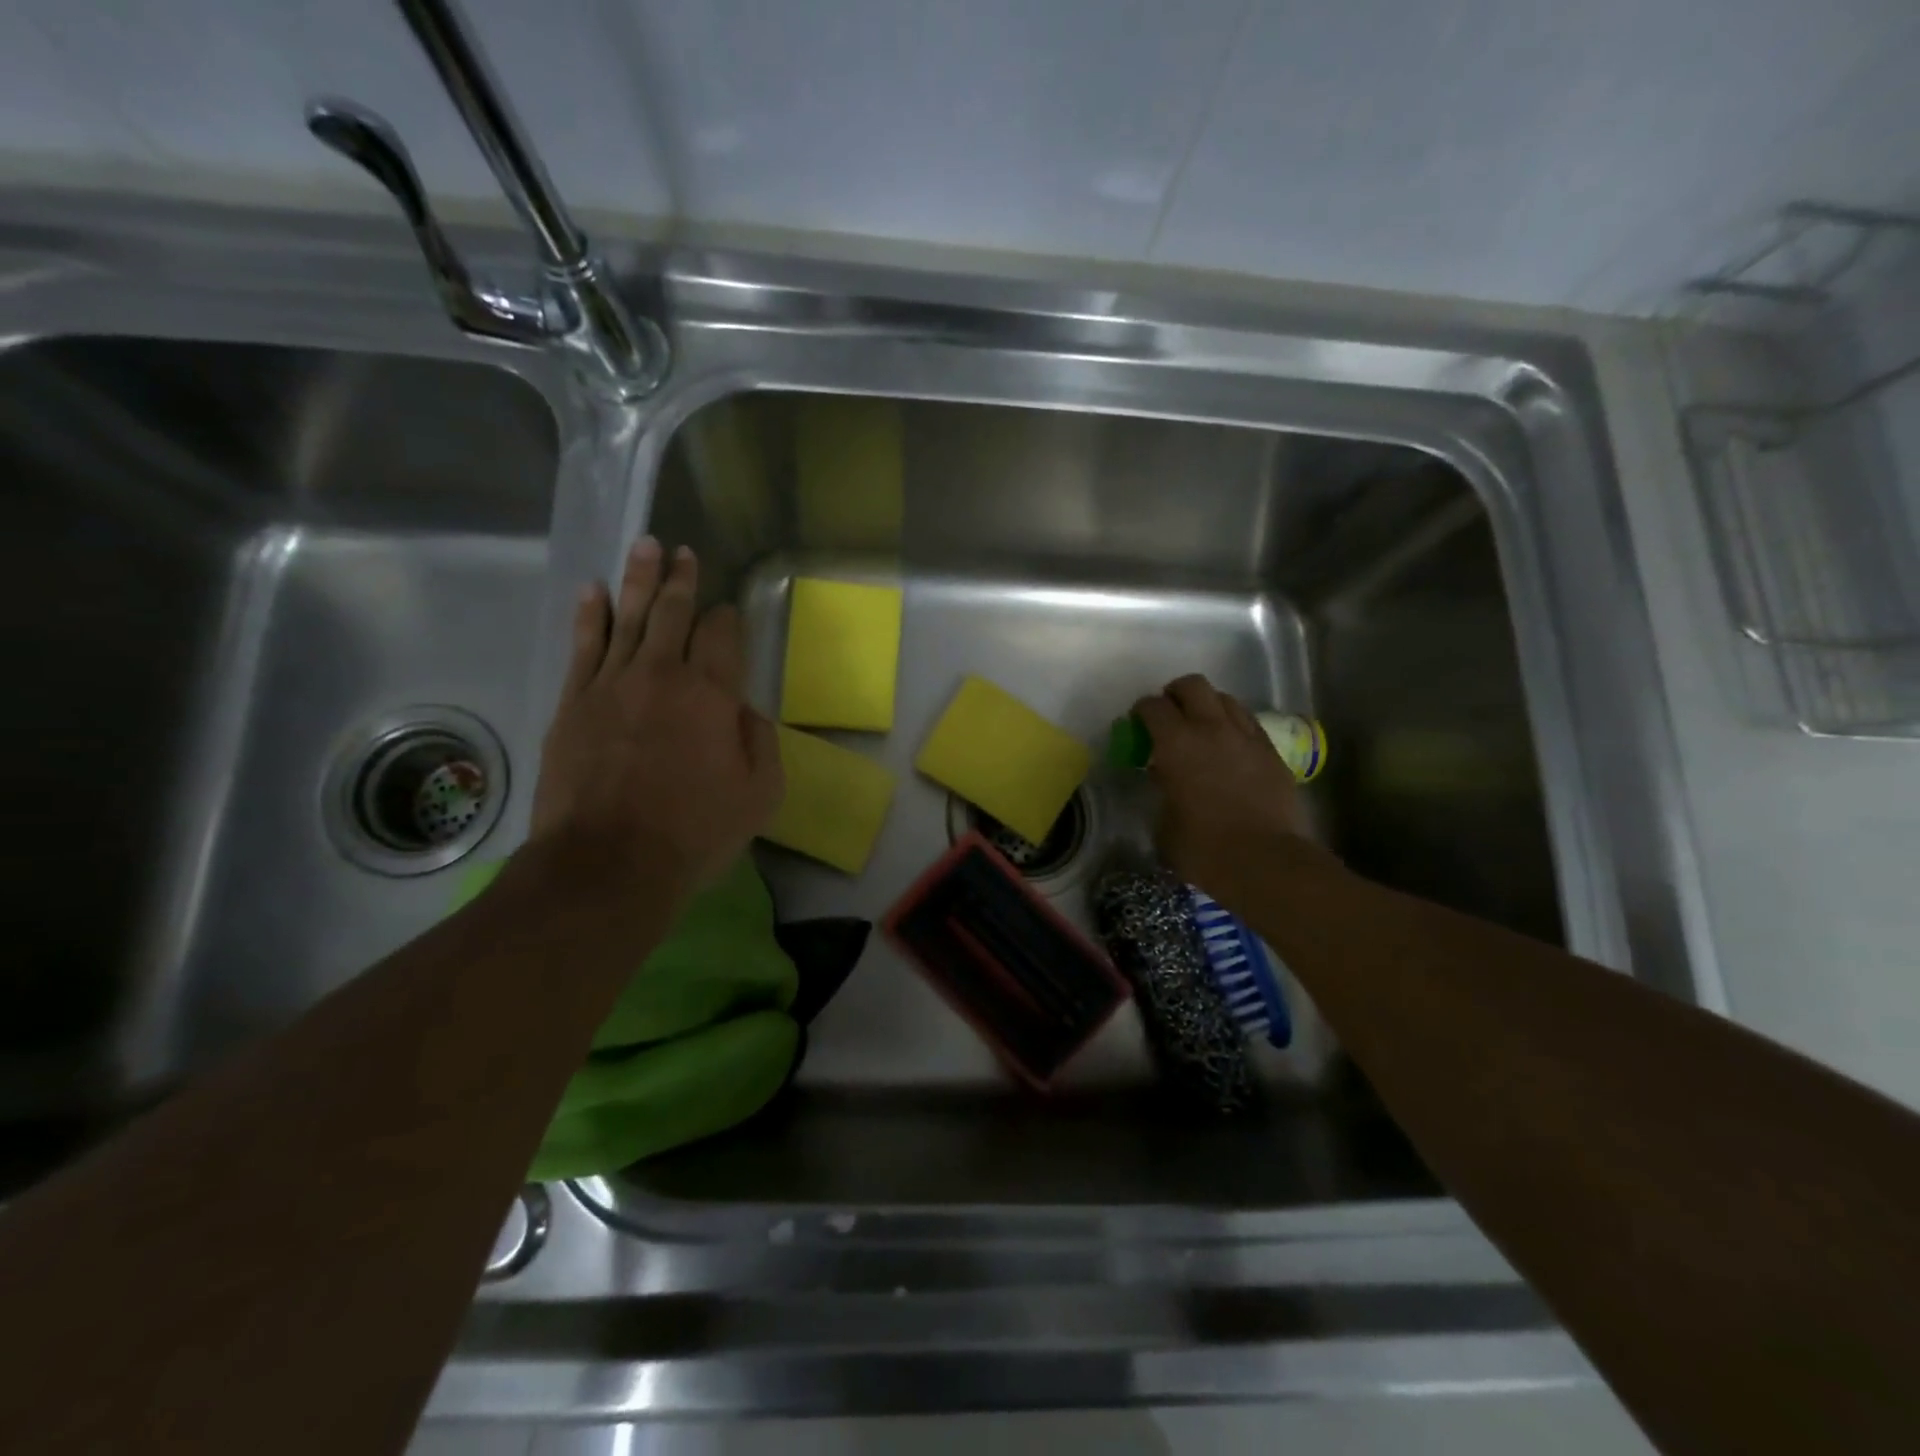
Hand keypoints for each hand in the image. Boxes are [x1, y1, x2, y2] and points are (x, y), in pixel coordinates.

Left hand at [531, 538, 782, 893]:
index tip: (727, 612)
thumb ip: (760, 742)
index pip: (721, 635)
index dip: (726, 618)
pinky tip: (593, 591)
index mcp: (712, 694)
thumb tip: (746, 710)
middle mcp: (662, 675)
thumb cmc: (694, 832)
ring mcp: (611, 685)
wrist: (607, 864)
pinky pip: (583, 646)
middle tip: (681, 551)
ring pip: (627, 618)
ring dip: (638, 580)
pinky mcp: (573, 704)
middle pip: (672, 613)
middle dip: (681, 579)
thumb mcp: (759, 795)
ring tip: (644, 546)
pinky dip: (590, 615)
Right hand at [1132, 674, 1314, 902]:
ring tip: (1201, 727)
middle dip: (1175, 694)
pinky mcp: (1271, 752)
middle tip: (1169, 715)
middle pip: (1192, 685)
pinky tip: (1229, 746)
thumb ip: (1162, 790)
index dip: (1141, 711)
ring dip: (1208, 706)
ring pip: (1225, 698)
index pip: (1153, 707)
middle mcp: (1211, 728)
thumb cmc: (1203, 848)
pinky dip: (1233, 725)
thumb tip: (1166, 781)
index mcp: (1176, 743)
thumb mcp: (1164, 822)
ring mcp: (1246, 737)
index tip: (1137, 724)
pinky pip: (1248, 722)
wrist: (1265, 861)